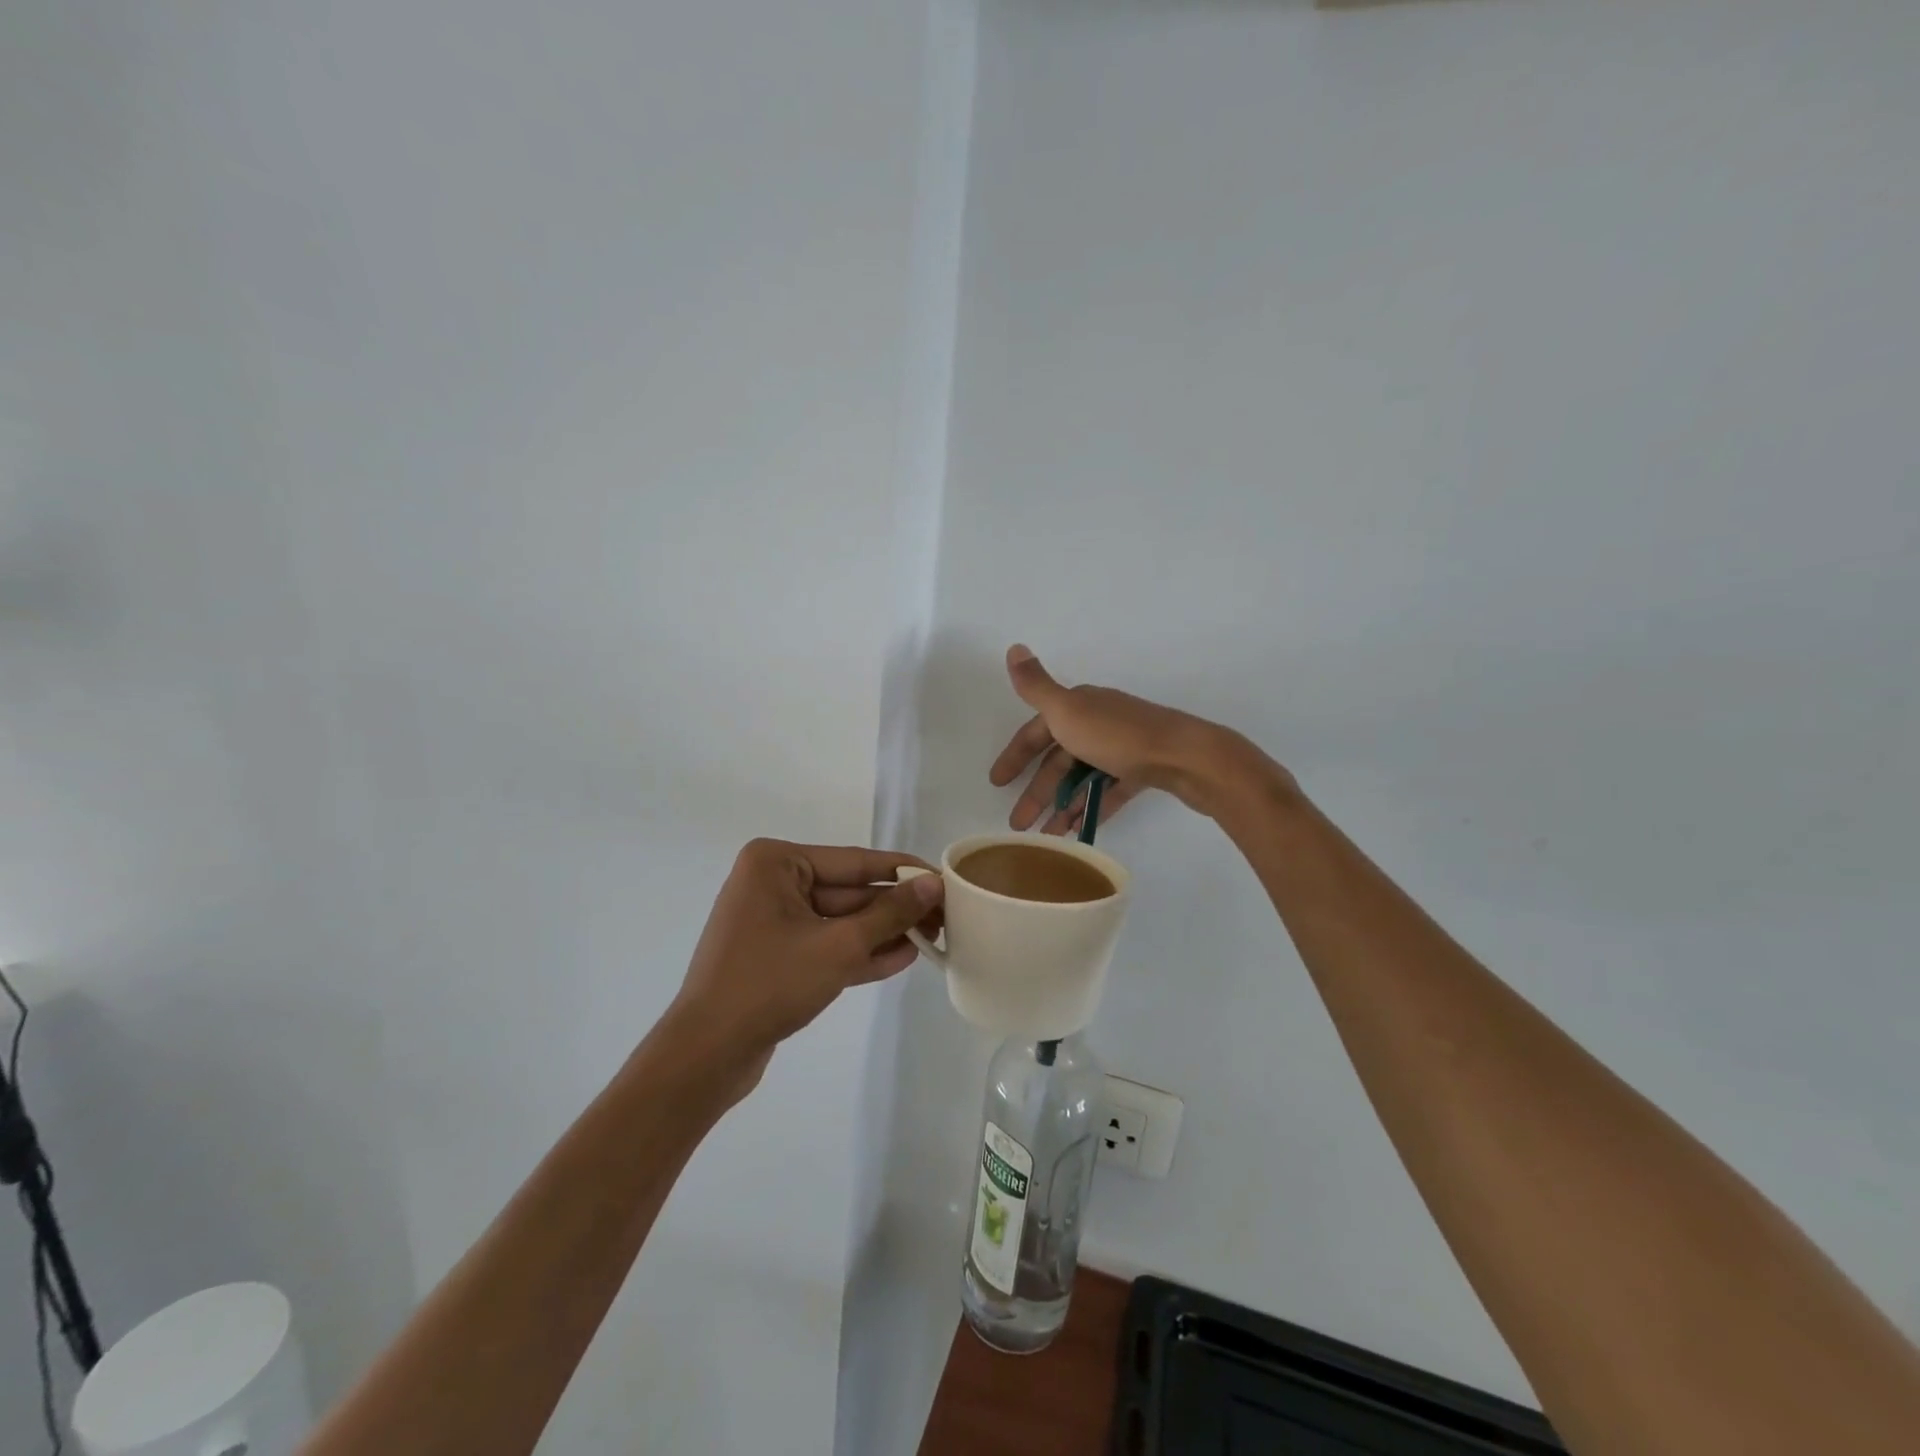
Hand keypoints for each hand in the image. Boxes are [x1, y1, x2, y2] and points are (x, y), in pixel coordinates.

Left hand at [668, 840, 944, 1097]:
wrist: (706, 1055)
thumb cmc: (769, 984)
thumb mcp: (839, 946)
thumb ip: (889, 913)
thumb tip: (933, 883)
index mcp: (776, 863)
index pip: (855, 862)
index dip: (903, 871)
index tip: (944, 878)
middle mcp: (772, 883)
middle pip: (849, 892)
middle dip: (895, 908)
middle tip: (945, 918)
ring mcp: (772, 921)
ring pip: (840, 921)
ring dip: (882, 932)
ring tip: (931, 939)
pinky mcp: (776, 955)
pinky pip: (826, 944)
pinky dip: (859, 952)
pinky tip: (902, 957)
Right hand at [989, 645, 1283, 832]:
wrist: (1186, 756)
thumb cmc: (1119, 737)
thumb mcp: (1068, 710)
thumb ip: (1036, 687)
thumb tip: (1013, 647)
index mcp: (1078, 707)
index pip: (1036, 732)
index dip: (1015, 756)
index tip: (997, 783)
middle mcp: (1098, 722)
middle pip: (1058, 760)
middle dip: (1036, 791)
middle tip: (1018, 824)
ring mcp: (1122, 747)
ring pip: (1082, 778)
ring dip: (1062, 805)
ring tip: (1046, 835)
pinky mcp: (1143, 769)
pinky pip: (1108, 790)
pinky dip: (1091, 807)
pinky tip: (1079, 830)